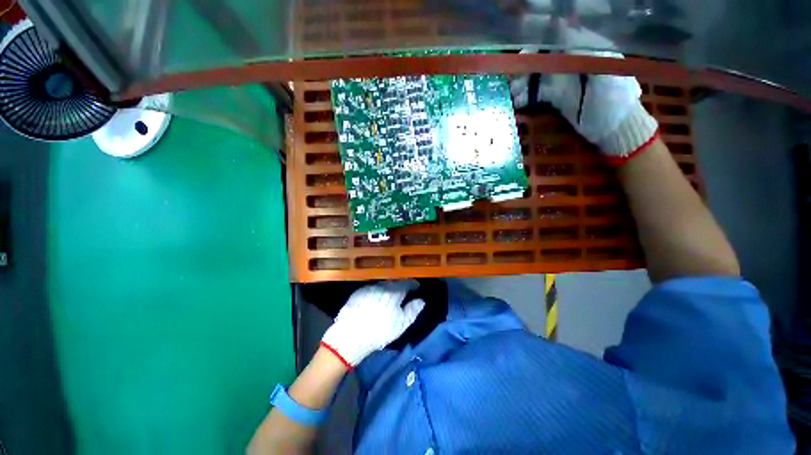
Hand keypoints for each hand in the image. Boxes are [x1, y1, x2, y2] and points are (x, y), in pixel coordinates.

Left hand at [321, 281, 425, 367]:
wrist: (350, 336)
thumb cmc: (379, 331)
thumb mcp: (400, 324)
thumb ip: (412, 311)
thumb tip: (421, 301)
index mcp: (394, 292)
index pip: (406, 283)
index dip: (412, 284)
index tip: (416, 287)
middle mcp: (381, 286)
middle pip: (393, 282)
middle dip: (399, 285)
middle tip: (403, 292)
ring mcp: (368, 288)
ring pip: (381, 285)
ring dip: (387, 288)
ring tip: (389, 296)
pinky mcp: (357, 293)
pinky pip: (370, 289)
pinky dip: (376, 292)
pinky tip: (374, 300)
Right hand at [510, 22, 659, 163]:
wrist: (614, 128)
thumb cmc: (616, 98)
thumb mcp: (607, 72)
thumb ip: (587, 54)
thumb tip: (566, 36)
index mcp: (585, 50)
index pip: (557, 40)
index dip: (539, 45)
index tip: (524, 55)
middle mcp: (571, 62)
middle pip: (543, 58)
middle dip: (526, 66)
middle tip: (513, 78)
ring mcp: (562, 81)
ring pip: (536, 76)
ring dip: (522, 83)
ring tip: (511, 93)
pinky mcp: (556, 98)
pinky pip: (537, 94)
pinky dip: (525, 97)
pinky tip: (516, 103)